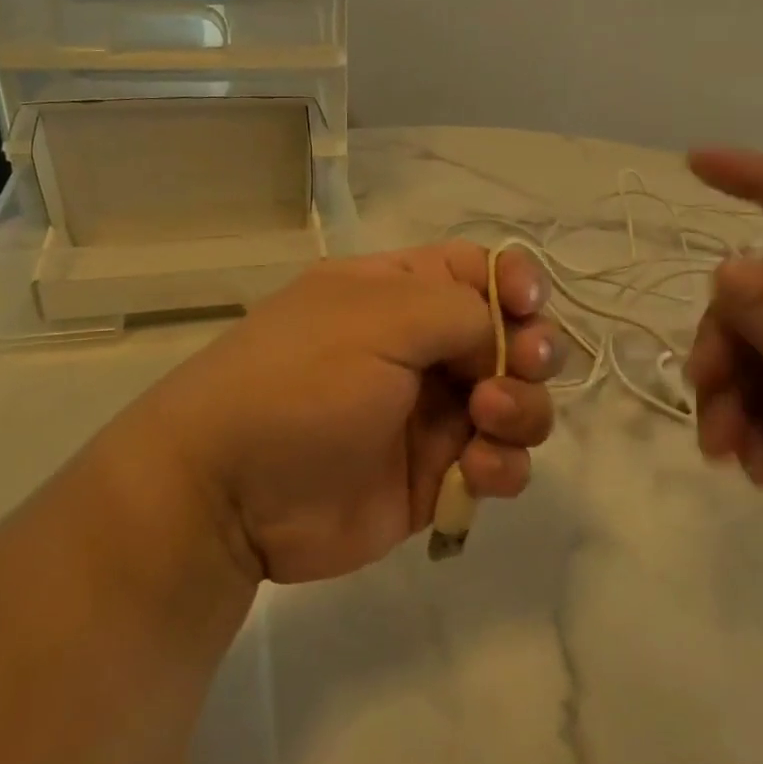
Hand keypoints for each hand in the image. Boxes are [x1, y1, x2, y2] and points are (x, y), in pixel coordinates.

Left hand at [113, 243, 562, 584]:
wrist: (230, 493)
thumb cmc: (302, 380)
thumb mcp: (380, 318)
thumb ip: (462, 311)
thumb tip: (505, 338)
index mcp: (401, 292)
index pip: (479, 270)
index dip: (516, 282)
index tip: (527, 306)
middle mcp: (421, 346)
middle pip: (511, 336)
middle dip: (532, 350)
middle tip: (522, 366)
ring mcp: (431, 413)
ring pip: (516, 401)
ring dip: (524, 409)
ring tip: (488, 421)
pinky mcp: (436, 475)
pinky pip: (498, 463)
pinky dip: (503, 466)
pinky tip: (478, 472)